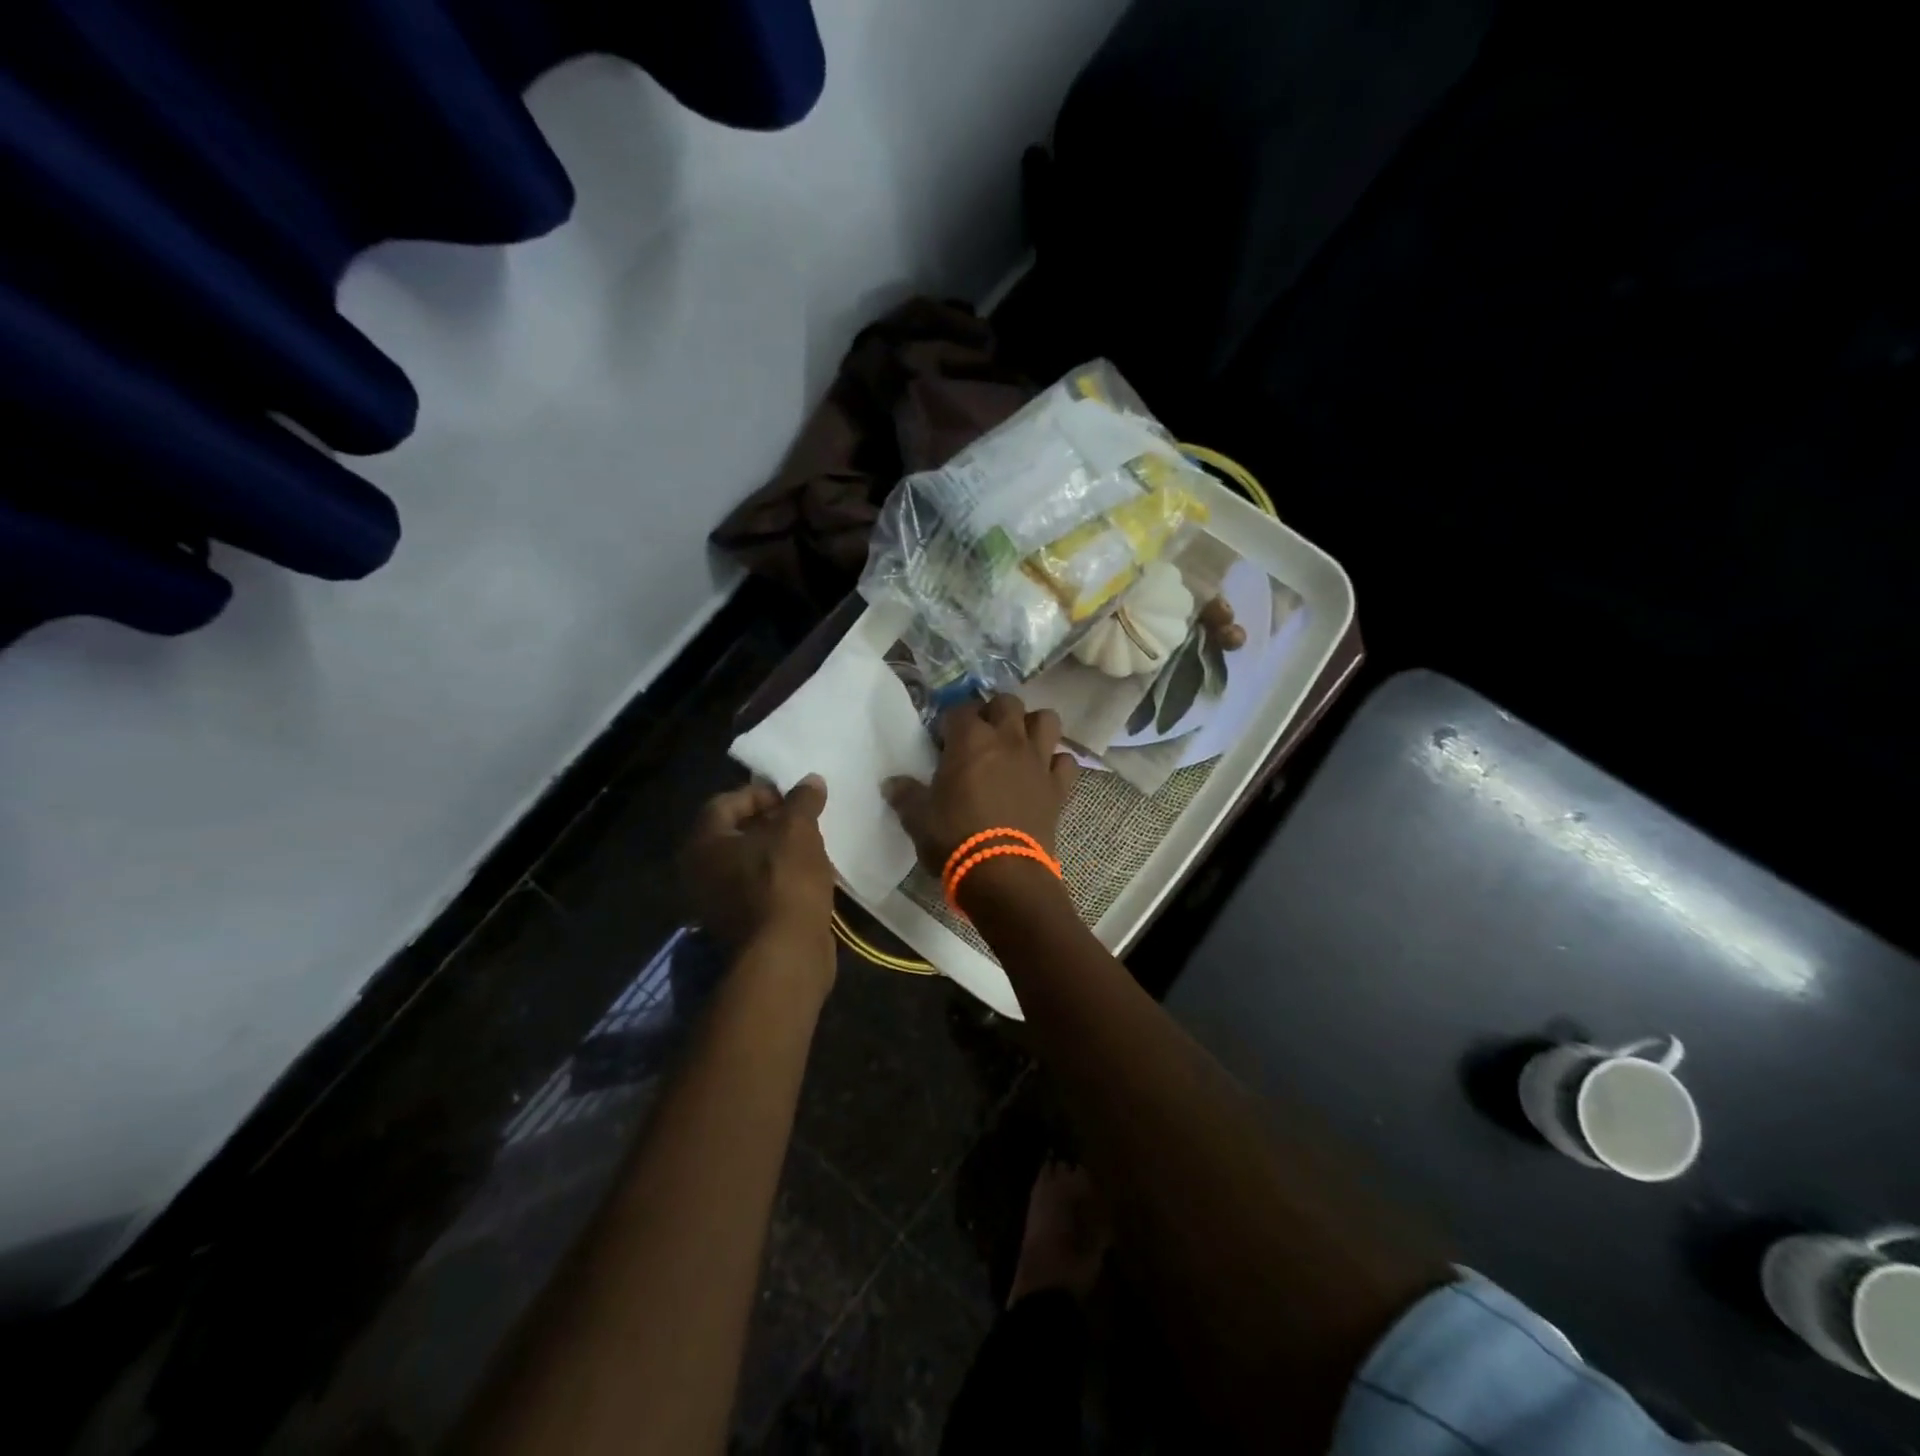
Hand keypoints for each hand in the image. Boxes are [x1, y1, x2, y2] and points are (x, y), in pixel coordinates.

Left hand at [682, 777, 835, 958]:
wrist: (786, 955)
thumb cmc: (784, 882)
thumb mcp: (798, 831)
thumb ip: (802, 802)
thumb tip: (811, 780)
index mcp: (703, 844)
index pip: (725, 802)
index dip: (759, 793)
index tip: (792, 798)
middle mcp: (699, 872)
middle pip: (733, 833)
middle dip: (769, 822)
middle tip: (802, 818)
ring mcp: (715, 902)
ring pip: (746, 863)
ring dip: (775, 850)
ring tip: (809, 844)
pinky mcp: (737, 924)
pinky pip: (755, 888)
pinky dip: (777, 877)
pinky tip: (807, 875)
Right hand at [882, 694, 1079, 879]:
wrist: (1002, 873)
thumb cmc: (955, 839)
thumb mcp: (918, 818)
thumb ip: (905, 795)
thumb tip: (891, 784)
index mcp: (970, 740)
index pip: (959, 710)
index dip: (949, 722)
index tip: (942, 741)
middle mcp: (1008, 739)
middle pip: (1007, 702)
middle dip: (993, 712)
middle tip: (981, 736)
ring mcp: (1038, 760)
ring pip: (1046, 720)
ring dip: (1032, 726)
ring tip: (1018, 744)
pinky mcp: (1059, 786)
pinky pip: (1065, 760)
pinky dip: (1056, 763)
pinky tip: (1043, 774)